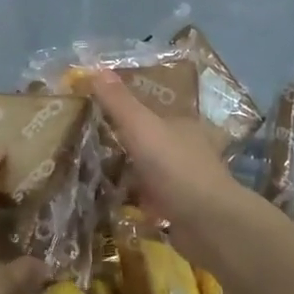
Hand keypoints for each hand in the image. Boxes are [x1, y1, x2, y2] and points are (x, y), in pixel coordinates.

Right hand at [86, 68, 255, 265]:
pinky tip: (108, 202)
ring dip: (125, 172)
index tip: (94, 110)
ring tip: (89, 172)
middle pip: (148, 140)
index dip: (124, 107)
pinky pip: (148, 200)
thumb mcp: (142, 127)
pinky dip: (131, 200)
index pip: (151, 108)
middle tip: (84, 142)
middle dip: (122, 142)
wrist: (209, 224)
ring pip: (148, 171)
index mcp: (181, 123)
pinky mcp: (178, 210)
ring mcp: (183, 181)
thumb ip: (119, 101)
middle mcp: (185, 149)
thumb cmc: (176, 168)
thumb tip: (96, 69)